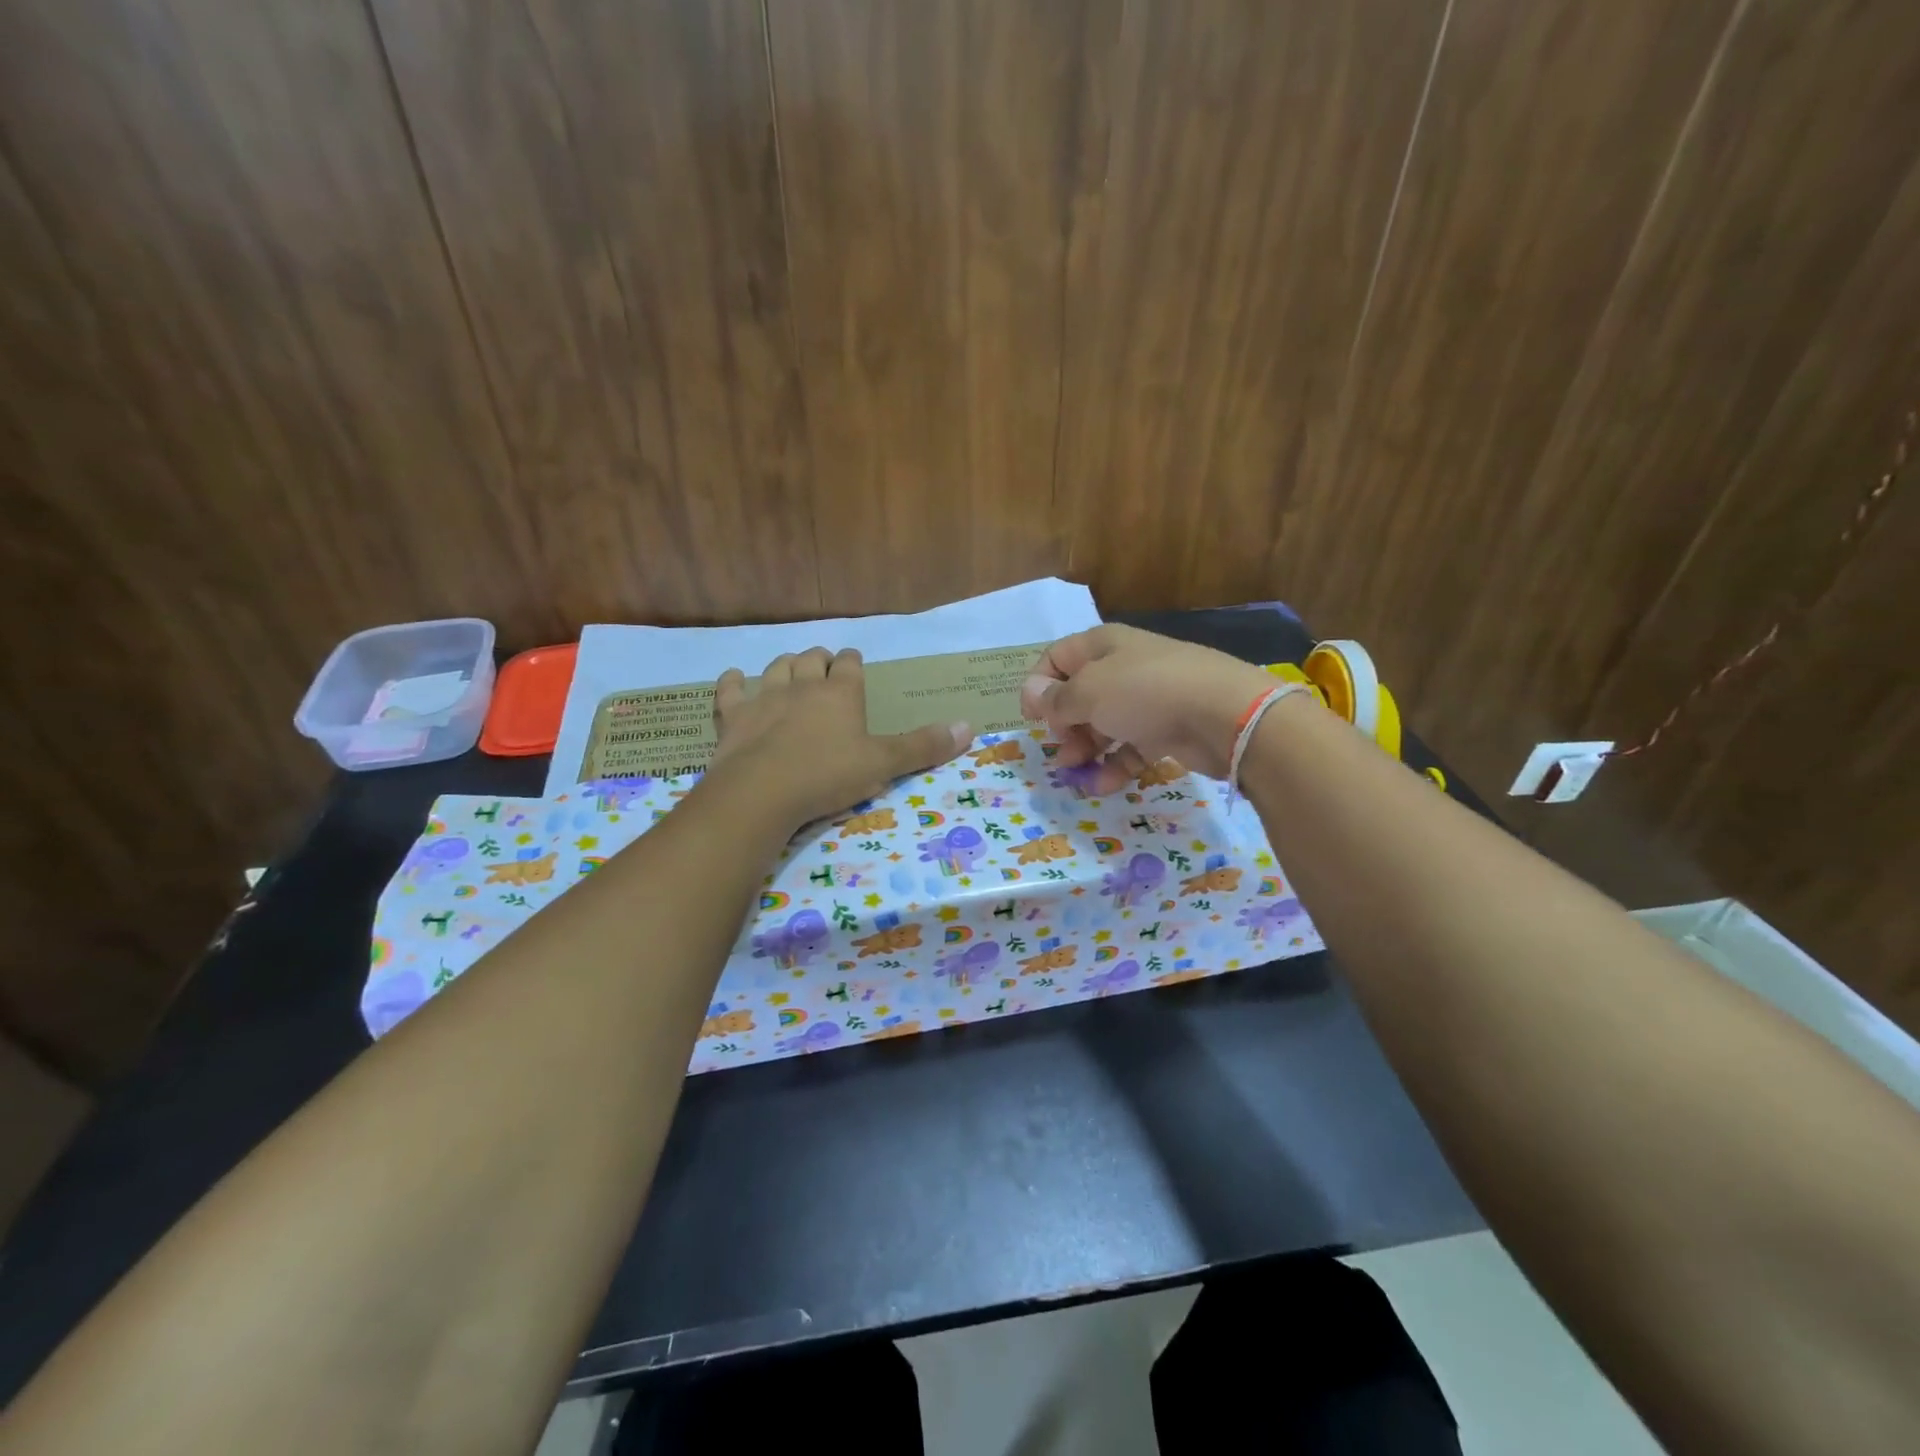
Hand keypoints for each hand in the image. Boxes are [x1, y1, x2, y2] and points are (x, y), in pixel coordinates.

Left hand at [708, 647, 971, 830]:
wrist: (763, 792)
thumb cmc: (828, 775)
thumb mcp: (883, 764)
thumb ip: (923, 746)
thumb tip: (969, 727)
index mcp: (841, 693)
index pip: (850, 665)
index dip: (853, 661)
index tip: (853, 661)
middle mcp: (803, 686)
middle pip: (812, 660)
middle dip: (820, 659)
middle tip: (825, 664)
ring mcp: (765, 697)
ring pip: (776, 668)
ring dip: (785, 666)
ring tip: (791, 668)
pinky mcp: (734, 716)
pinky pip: (730, 690)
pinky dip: (732, 682)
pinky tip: (734, 678)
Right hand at [1019, 624, 1278, 790]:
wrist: (1224, 714)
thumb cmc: (1145, 693)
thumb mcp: (1088, 693)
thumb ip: (1055, 699)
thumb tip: (1030, 693)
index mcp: (1102, 646)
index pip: (1057, 658)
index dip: (1038, 686)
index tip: (1031, 719)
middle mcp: (1124, 667)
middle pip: (1080, 694)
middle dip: (1063, 724)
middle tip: (1060, 749)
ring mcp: (1148, 699)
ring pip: (1105, 723)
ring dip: (1086, 748)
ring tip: (1076, 773)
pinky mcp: (1168, 729)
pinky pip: (1132, 746)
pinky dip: (1115, 764)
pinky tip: (1103, 785)